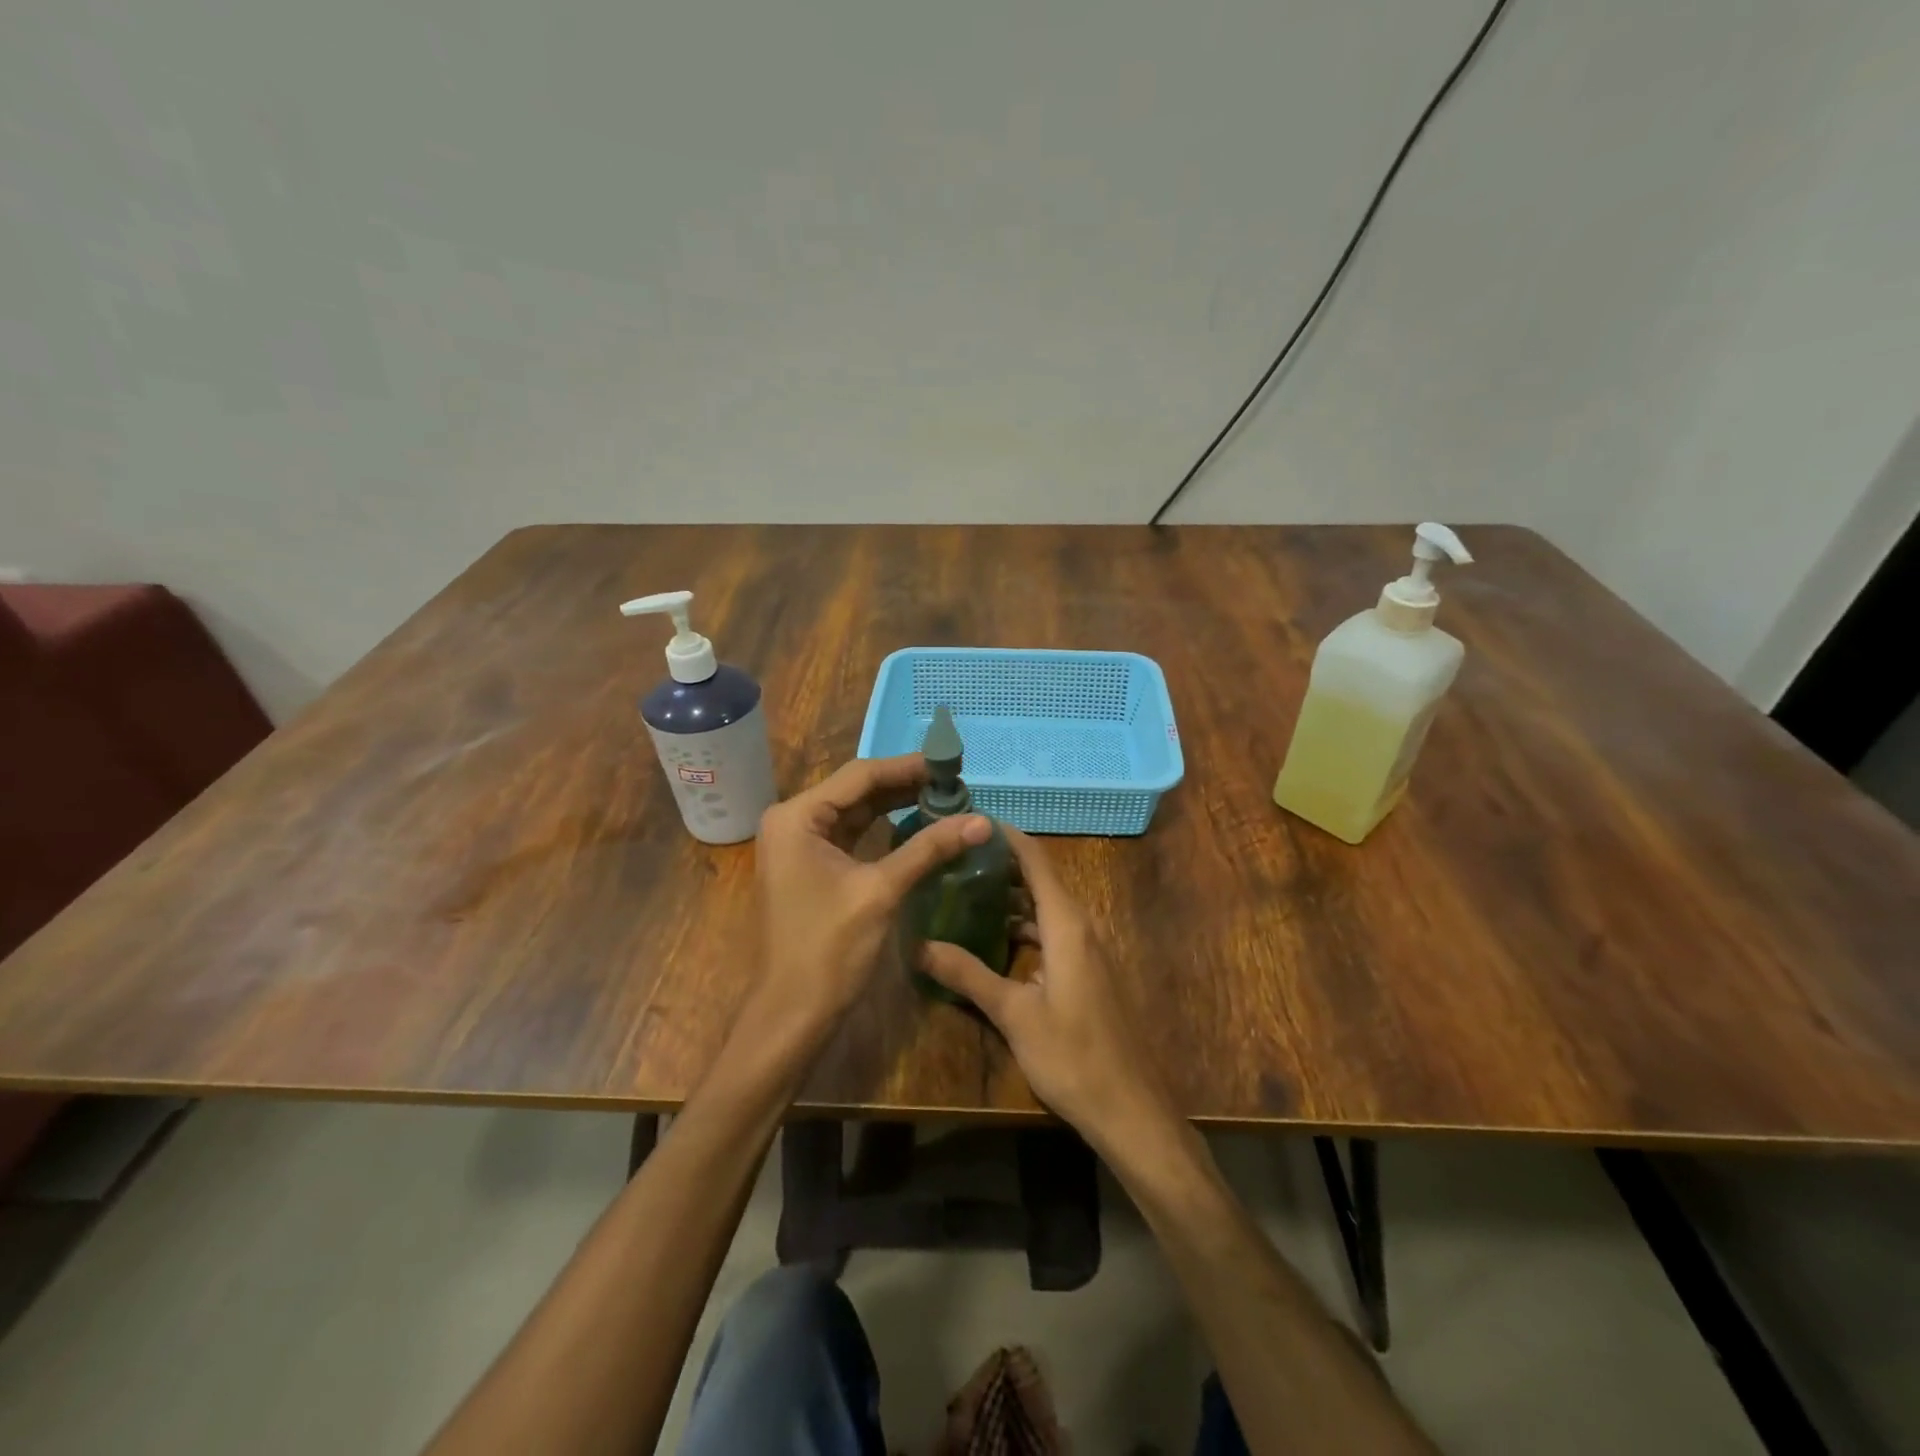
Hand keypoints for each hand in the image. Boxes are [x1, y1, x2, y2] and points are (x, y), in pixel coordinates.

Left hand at [753, 755, 991, 1045]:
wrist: (792, 1013)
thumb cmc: (829, 948)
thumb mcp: (881, 891)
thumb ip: (929, 848)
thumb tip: (981, 820)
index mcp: (797, 817)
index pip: (860, 776)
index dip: (908, 767)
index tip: (950, 761)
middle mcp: (793, 822)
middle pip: (857, 790)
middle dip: (906, 785)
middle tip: (955, 780)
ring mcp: (800, 846)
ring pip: (856, 813)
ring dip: (898, 805)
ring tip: (945, 797)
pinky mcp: (812, 868)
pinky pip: (853, 837)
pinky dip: (885, 830)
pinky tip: (919, 825)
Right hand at [918, 827, 1178, 1154]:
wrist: (1130, 1108)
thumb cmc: (1072, 1056)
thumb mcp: (1014, 1015)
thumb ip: (967, 974)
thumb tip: (918, 945)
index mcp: (1067, 924)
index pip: (1036, 860)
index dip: (1006, 836)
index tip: (971, 819)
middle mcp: (1081, 926)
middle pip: (1040, 879)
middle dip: (1001, 864)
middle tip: (954, 857)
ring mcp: (1088, 950)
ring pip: (1045, 908)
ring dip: (1011, 897)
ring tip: (965, 890)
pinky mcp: (1088, 971)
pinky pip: (1052, 932)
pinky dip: (1024, 926)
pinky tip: (993, 937)